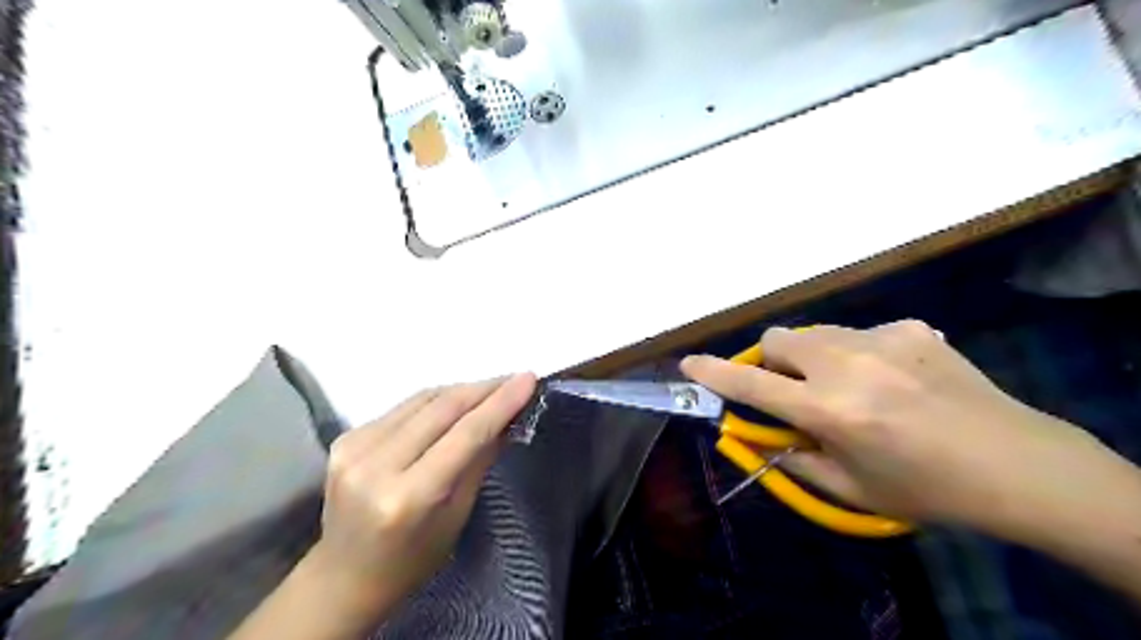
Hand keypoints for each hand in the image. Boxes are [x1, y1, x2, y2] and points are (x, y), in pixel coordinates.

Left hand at [302, 374, 533, 618]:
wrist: (344, 576)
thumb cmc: (412, 559)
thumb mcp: (457, 516)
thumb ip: (480, 460)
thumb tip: (509, 417)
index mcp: (408, 497)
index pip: (464, 435)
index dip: (499, 403)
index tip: (528, 379)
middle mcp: (376, 466)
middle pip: (441, 409)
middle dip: (483, 389)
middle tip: (514, 379)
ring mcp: (354, 448)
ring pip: (422, 400)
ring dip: (461, 390)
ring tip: (490, 388)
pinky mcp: (346, 437)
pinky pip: (403, 407)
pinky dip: (435, 401)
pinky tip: (454, 404)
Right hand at [680, 320, 1099, 529]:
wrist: (1018, 465)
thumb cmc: (927, 489)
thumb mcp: (850, 487)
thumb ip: (795, 457)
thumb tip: (762, 434)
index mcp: (830, 409)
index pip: (753, 384)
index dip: (714, 373)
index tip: (690, 364)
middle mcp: (848, 365)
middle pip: (778, 339)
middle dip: (773, 362)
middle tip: (794, 389)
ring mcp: (882, 339)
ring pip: (816, 332)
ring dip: (812, 355)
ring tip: (848, 385)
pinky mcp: (910, 328)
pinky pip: (860, 333)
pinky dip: (858, 353)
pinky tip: (893, 378)